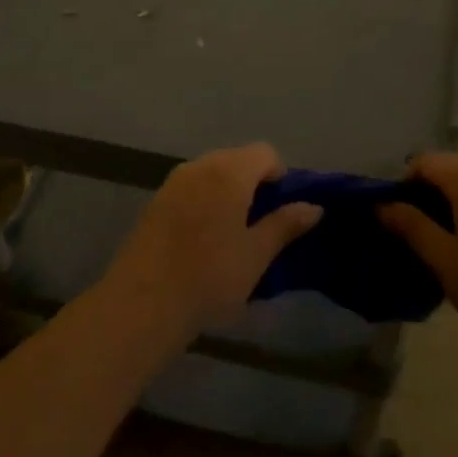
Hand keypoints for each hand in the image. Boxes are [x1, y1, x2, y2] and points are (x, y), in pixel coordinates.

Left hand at [100, 144, 321, 334]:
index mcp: (229, 172)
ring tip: (232, 234)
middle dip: (253, 183)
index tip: (281, 211)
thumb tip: (314, 207)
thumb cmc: (211, 276)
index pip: (265, 153)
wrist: (143, 303)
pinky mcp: (154, 203)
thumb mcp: (257, 254)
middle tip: (260, 224)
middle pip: (236, 159)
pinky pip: (189, 189)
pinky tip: (202, 239)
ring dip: (227, 193)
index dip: (279, 176)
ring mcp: (172, 183)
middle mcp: (199, 166)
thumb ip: (285, 225)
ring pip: (211, 174)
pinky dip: (203, 203)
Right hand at [378, 153, 457, 346]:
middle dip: (425, 193)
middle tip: (411, 231)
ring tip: (439, 242)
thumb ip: (411, 225)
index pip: (425, 162)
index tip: (394, 216)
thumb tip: (382, 205)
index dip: (403, 184)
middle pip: (449, 170)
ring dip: (449, 203)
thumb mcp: (442, 257)